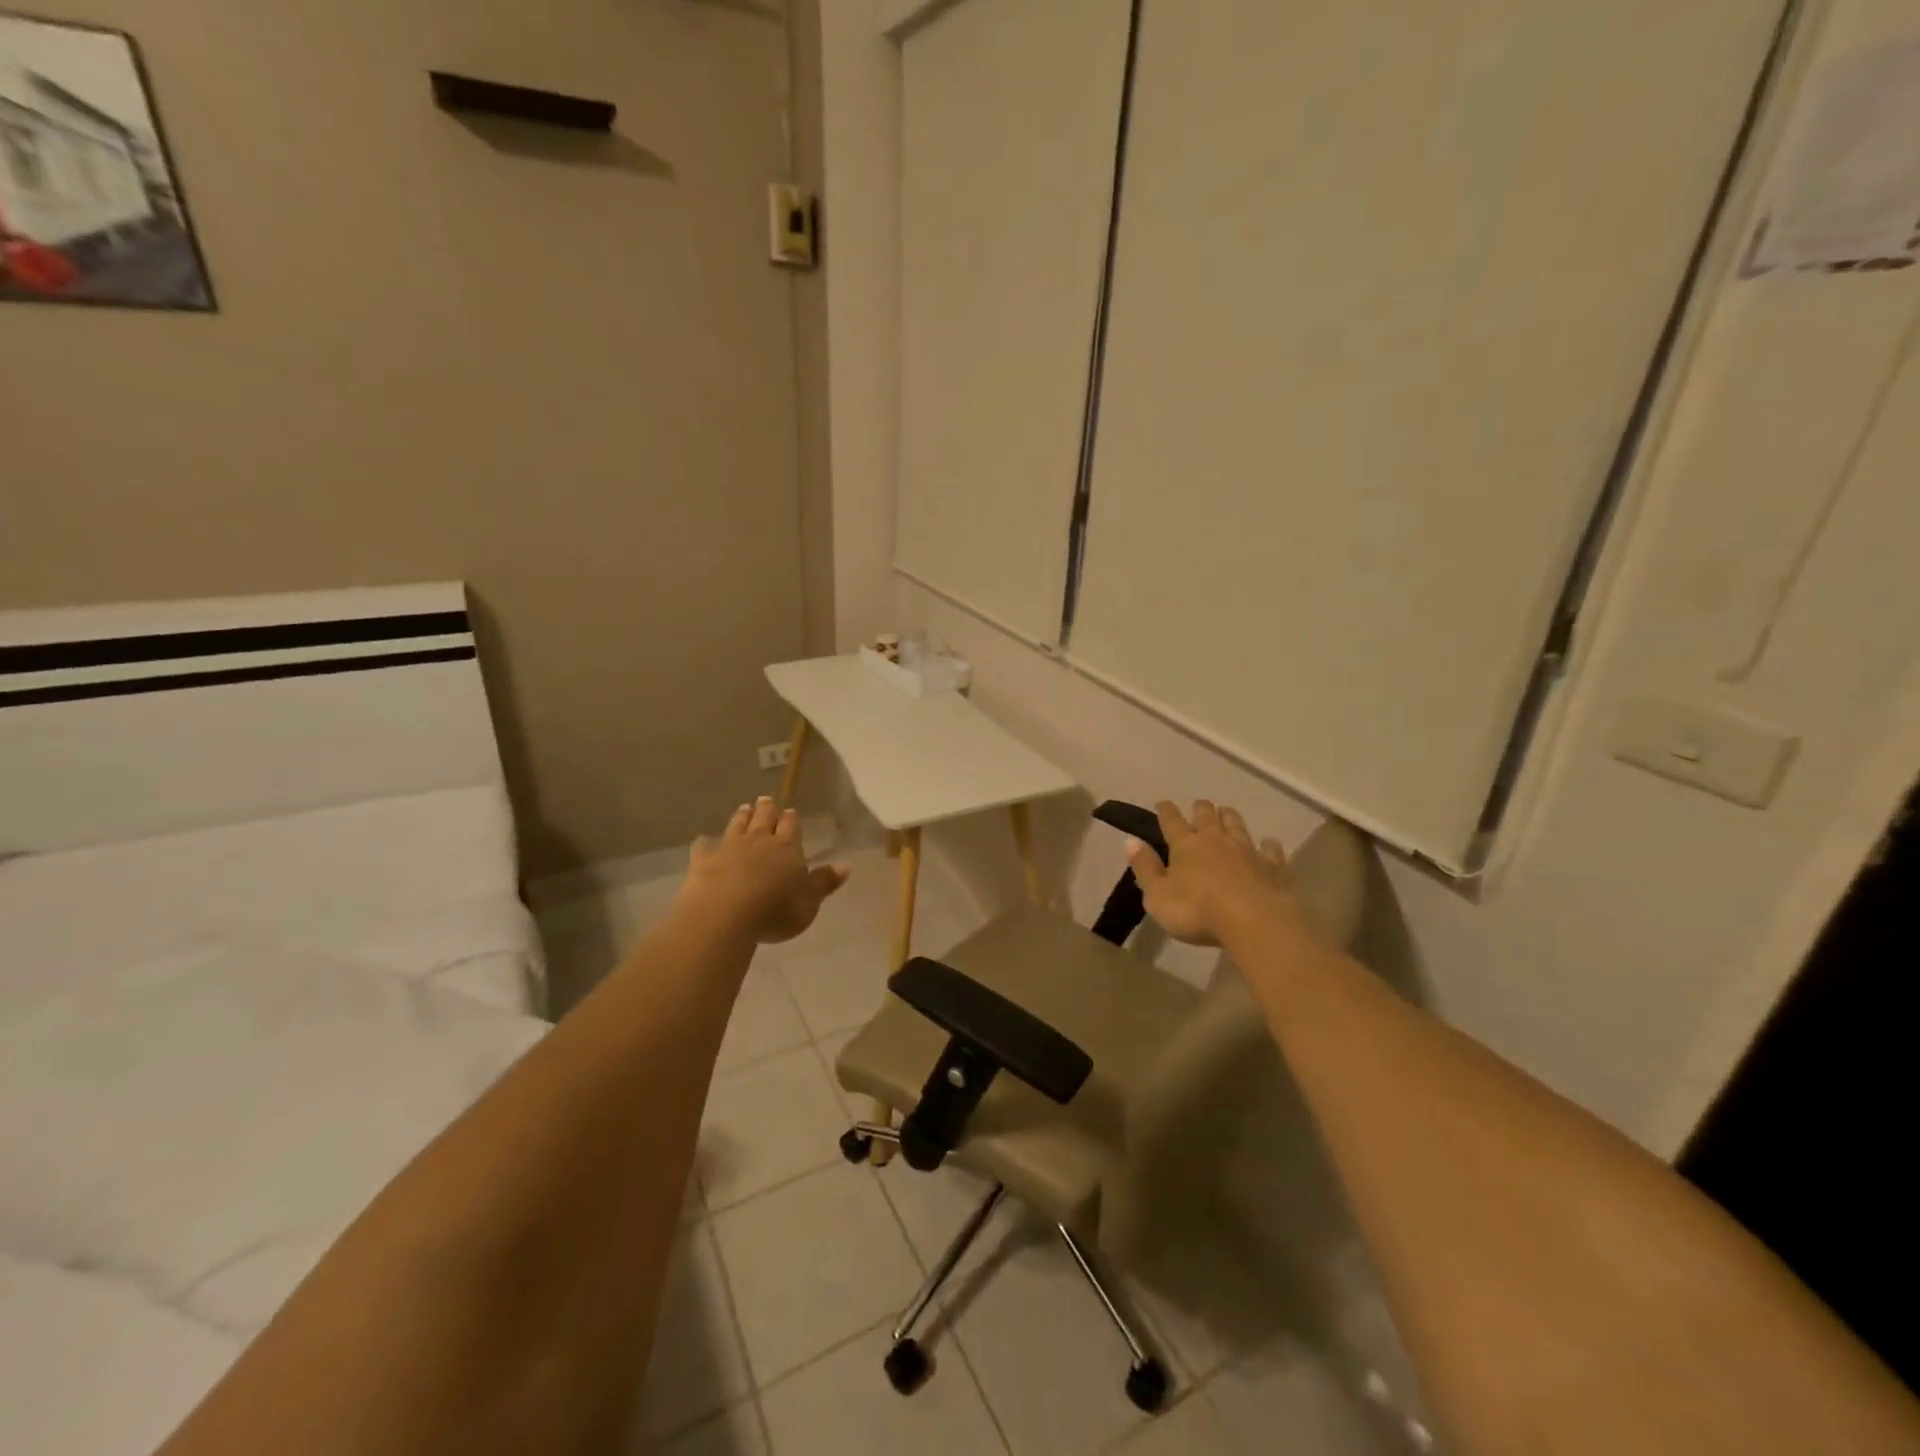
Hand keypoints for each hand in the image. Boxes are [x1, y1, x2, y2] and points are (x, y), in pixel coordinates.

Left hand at [681, 798, 849, 943]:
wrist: (724, 913)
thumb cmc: (775, 910)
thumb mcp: (809, 902)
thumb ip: (825, 882)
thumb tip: (846, 866)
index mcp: (787, 847)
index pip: (790, 827)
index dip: (790, 819)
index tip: (790, 810)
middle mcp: (759, 841)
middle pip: (764, 818)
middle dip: (767, 809)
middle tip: (766, 799)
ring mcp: (729, 847)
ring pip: (737, 825)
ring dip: (742, 816)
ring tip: (745, 807)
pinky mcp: (703, 860)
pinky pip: (705, 846)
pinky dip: (706, 843)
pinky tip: (704, 841)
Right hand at [1127, 800, 1294, 947]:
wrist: (1254, 921)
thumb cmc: (1197, 911)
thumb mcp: (1158, 896)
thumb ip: (1145, 868)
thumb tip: (1131, 841)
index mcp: (1185, 845)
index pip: (1171, 821)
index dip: (1165, 811)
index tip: (1162, 803)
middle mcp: (1215, 840)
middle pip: (1207, 815)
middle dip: (1201, 808)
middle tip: (1199, 806)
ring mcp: (1247, 850)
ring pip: (1236, 824)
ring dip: (1230, 817)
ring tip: (1226, 812)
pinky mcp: (1273, 865)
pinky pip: (1270, 848)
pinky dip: (1267, 844)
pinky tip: (1268, 843)